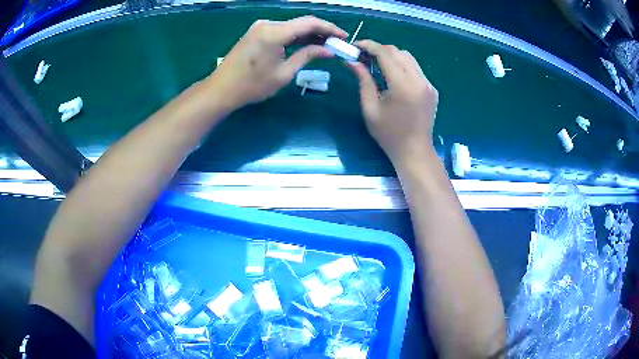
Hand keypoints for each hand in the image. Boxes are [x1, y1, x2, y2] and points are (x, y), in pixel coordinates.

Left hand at [206, 16, 346, 111]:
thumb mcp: (283, 73)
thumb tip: (329, 50)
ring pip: (291, 27)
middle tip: (336, 43)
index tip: (343, 36)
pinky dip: (295, 37)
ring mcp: (260, 27)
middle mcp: (268, 24)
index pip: (309, 23)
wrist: (221, 90)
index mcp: (275, 32)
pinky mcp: (256, 33)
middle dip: (321, 32)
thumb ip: (307, 56)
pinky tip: (306, 44)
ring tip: (325, 45)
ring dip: (308, 34)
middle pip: (301, 23)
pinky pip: (281, 31)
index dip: (329, 28)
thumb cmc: (252, 86)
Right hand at [349, 40, 438, 165]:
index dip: (369, 46)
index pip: (385, 53)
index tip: (356, 46)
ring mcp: (428, 84)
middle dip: (379, 50)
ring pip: (408, 58)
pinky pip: (416, 69)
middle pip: (398, 52)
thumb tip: (352, 61)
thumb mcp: (370, 108)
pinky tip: (393, 77)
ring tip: (377, 65)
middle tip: (364, 57)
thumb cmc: (388, 134)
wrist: (414, 151)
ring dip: (391, 56)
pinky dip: (402, 66)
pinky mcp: (432, 89)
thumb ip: (363, 80)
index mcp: (402, 85)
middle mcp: (419, 80)